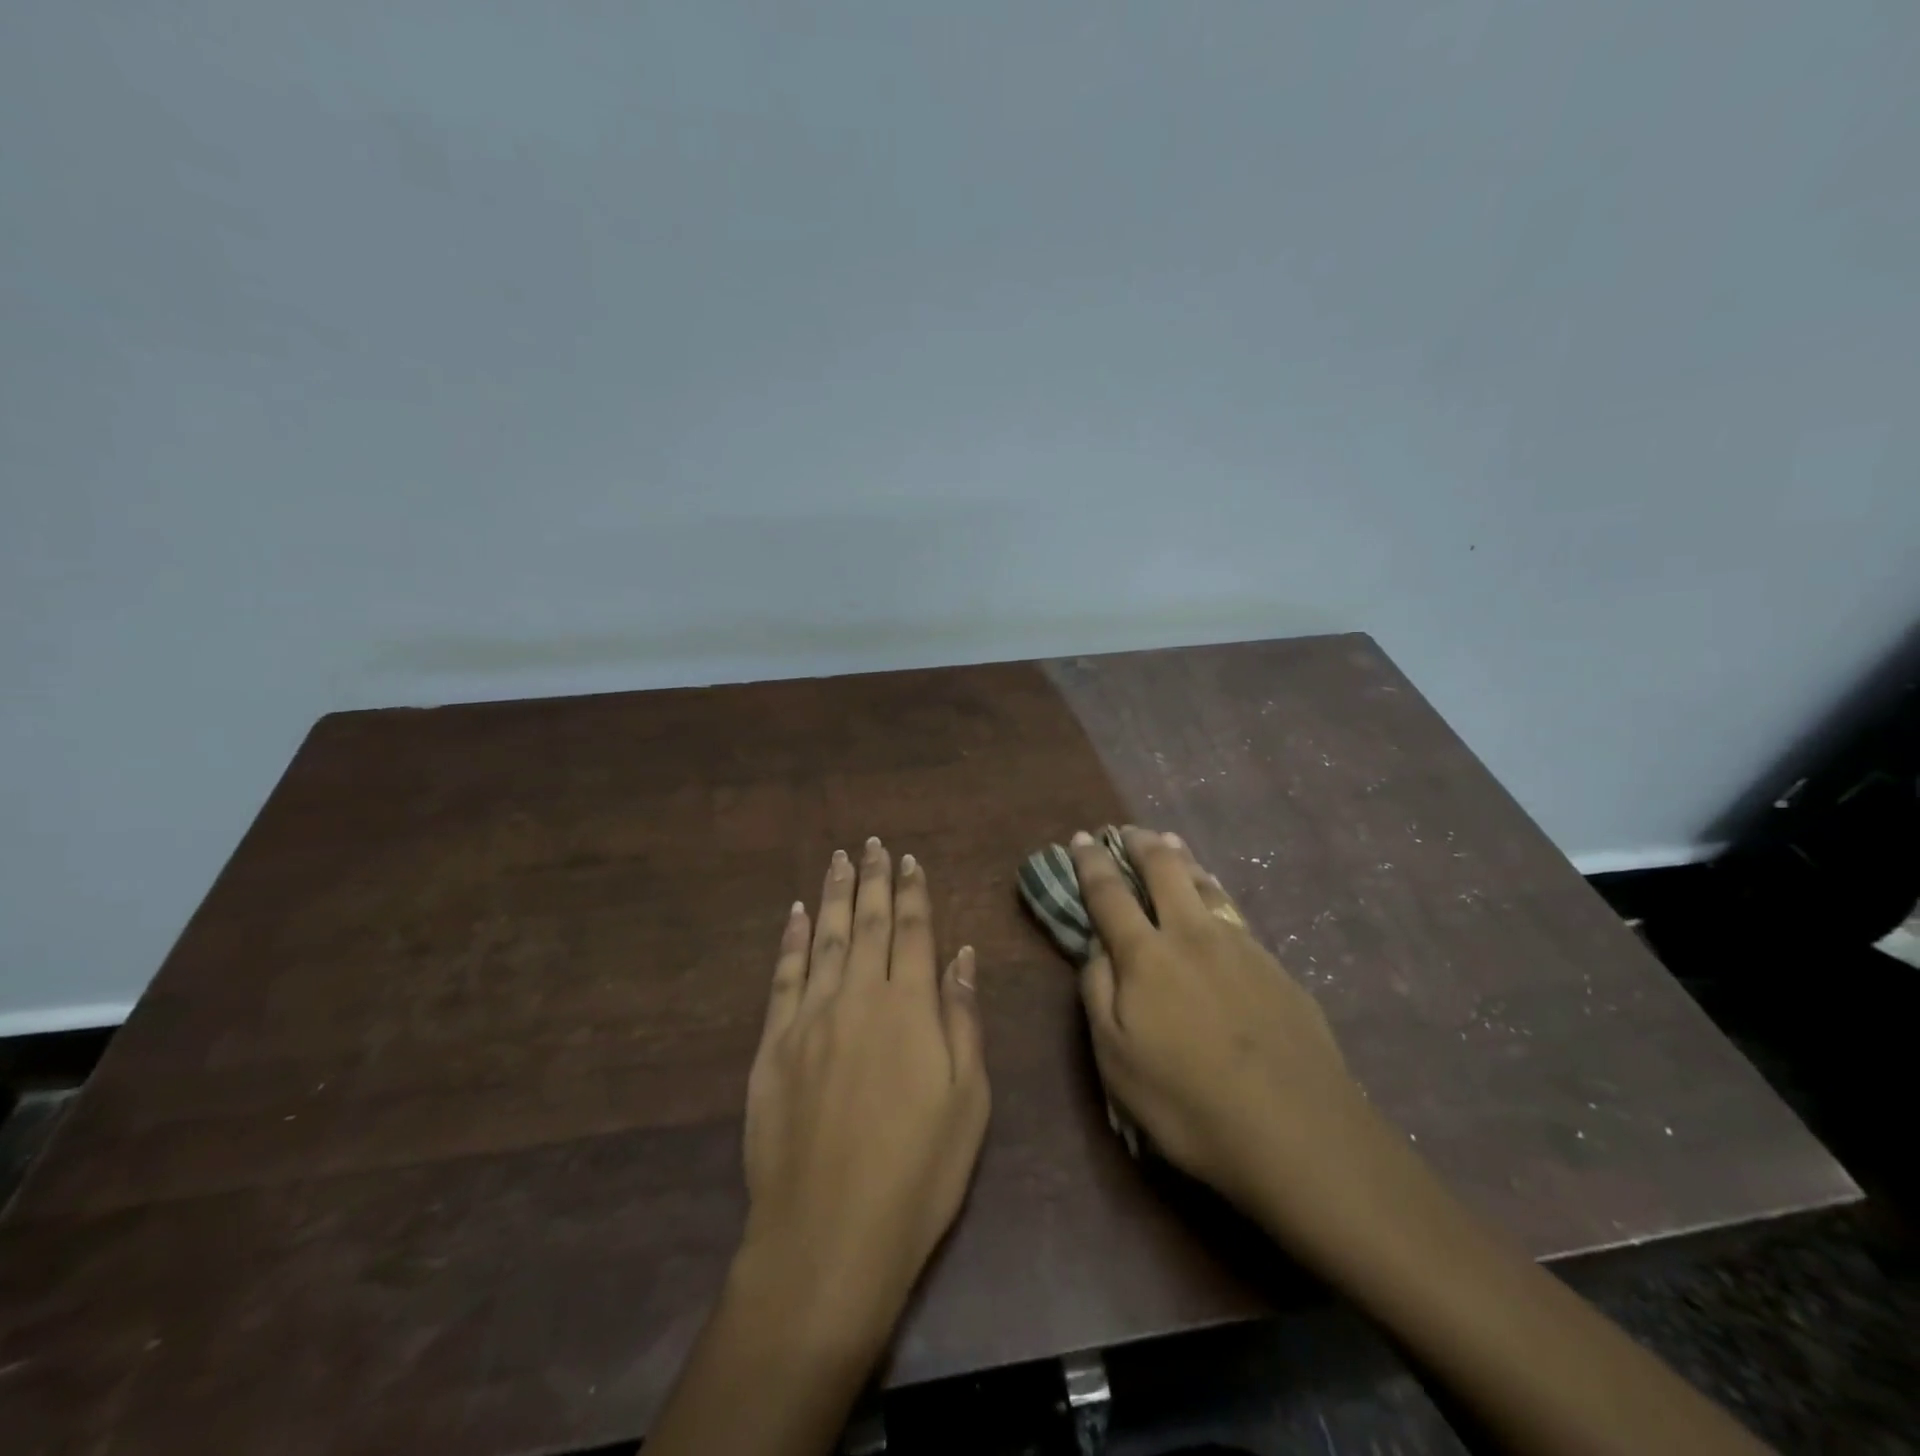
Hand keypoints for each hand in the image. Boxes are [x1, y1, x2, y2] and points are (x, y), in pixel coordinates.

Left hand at [739, 838, 989, 1349]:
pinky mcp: (773, 1042)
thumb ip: (962, 1019)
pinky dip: (790, 938)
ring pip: (824, 936)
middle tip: (873, 844)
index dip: (913, 892)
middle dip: (873, 879)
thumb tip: (962, 954)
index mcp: (910, 1006)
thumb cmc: (918, 1171)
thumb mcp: (968, 1099)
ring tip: (839, 859)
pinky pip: (783, 974)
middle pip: (867, 922)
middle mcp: (859, 995)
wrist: (829, 1234)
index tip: (911, 860)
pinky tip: (794, 912)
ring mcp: (810, 1015)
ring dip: (833, 893)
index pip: (914, 931)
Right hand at [1068, 826, 1379, 1226]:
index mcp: (1147, 956)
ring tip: (1170, 844)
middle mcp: (1193, 935)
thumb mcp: (1116, 1060)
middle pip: (1165, 870)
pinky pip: (1235, 911)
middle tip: (1127, 830)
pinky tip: (1216, 896)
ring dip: (1182, 859)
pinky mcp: (1277, 966)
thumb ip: (1098, 993)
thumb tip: (1097, 948)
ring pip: (1206, 884)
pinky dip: (1215, 890)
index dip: (1091, 862)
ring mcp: (1241, 946)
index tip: (1080, 838)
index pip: (1109, 894)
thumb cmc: (1189, 1104)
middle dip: (1141, 843)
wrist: (1299, 1133)